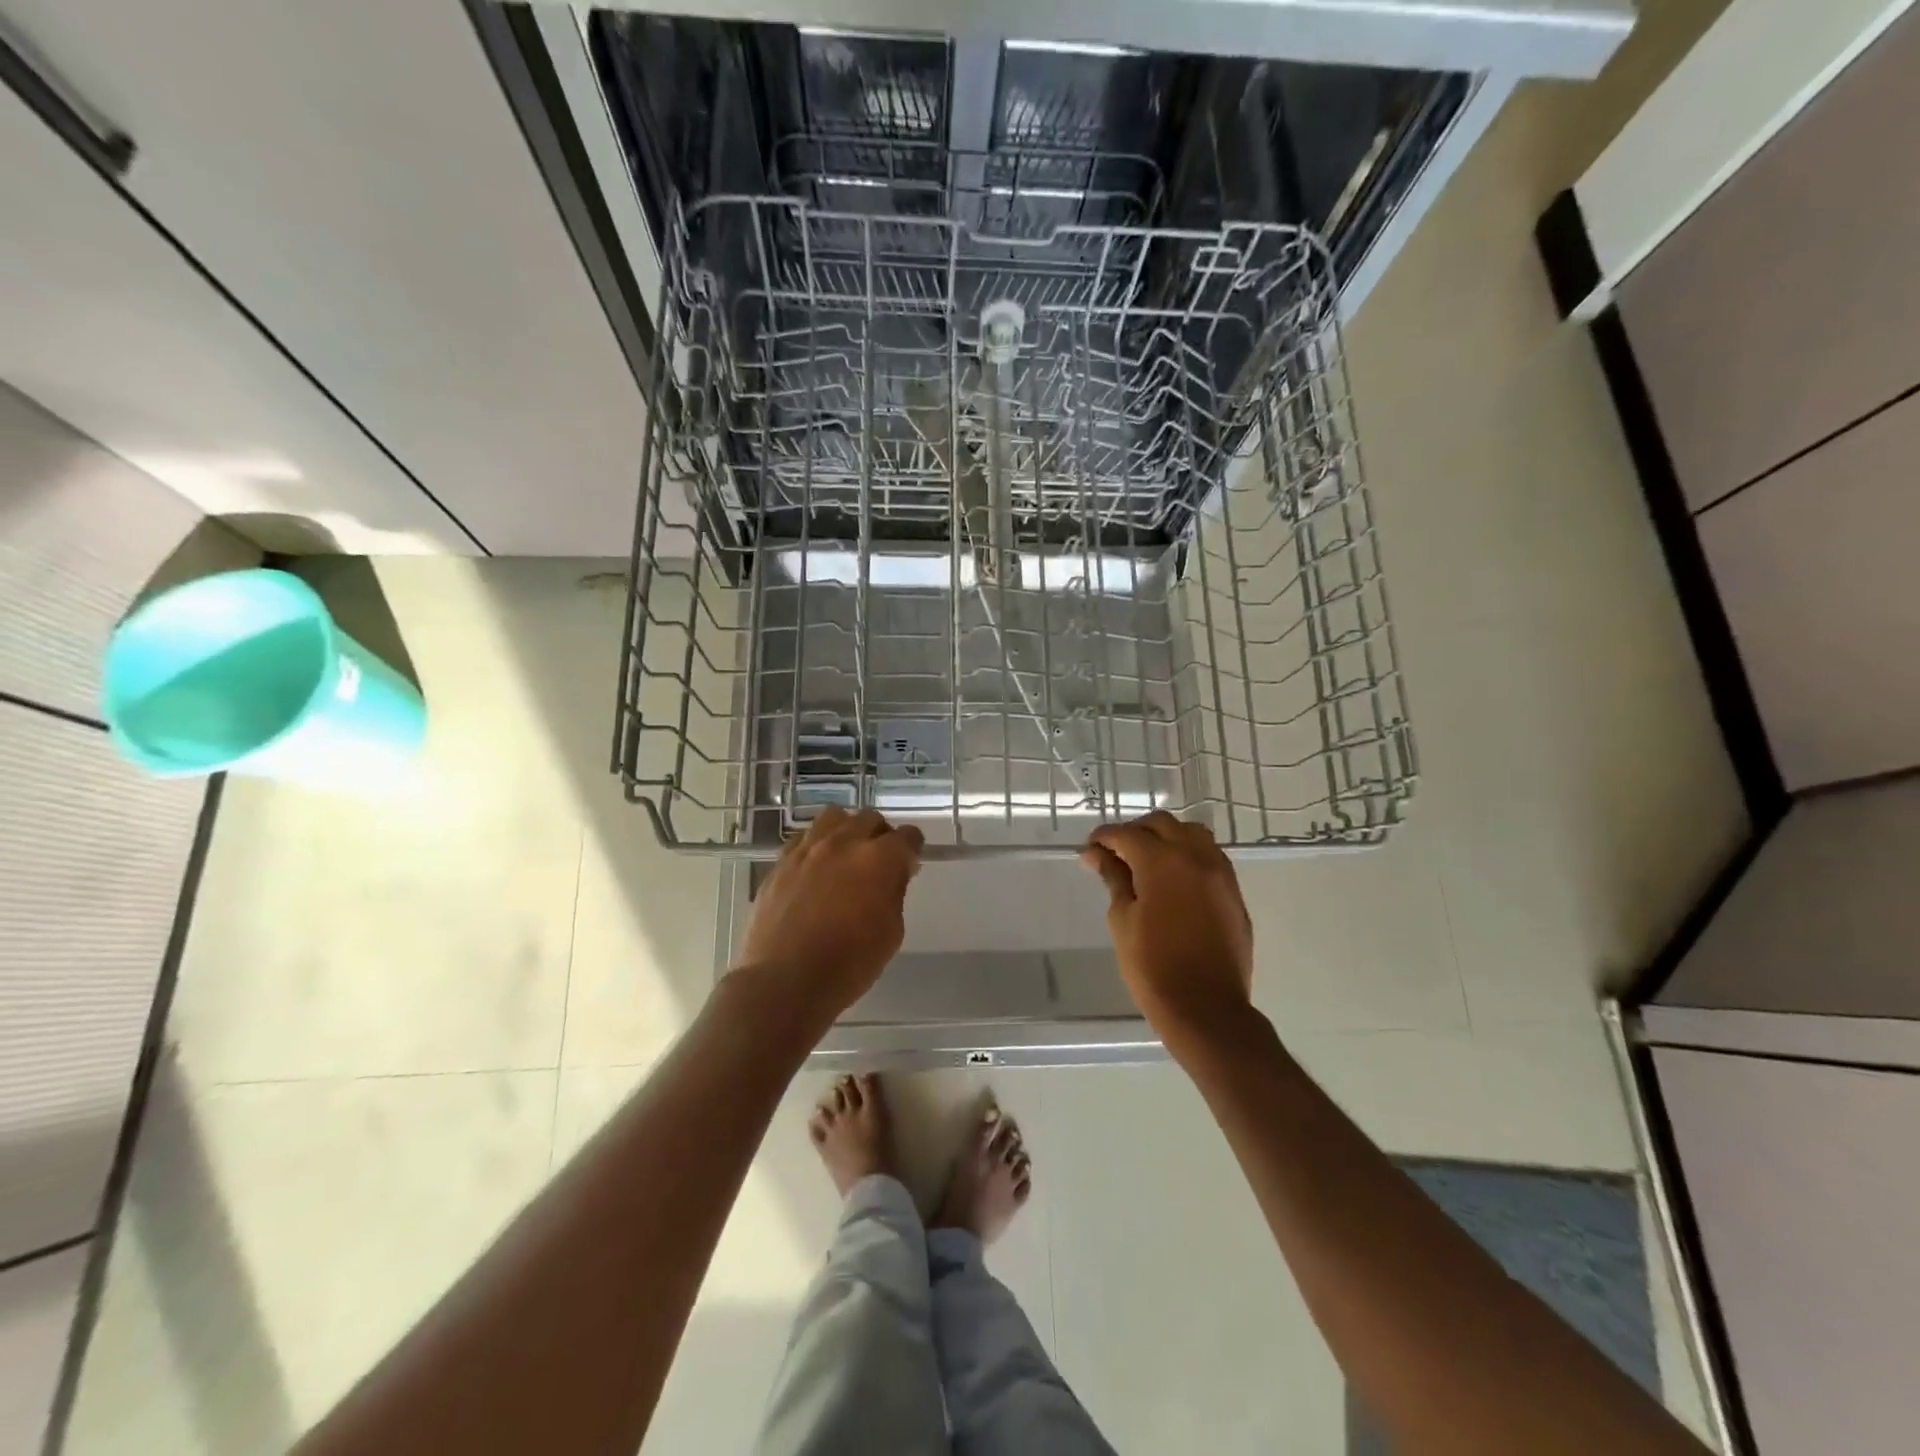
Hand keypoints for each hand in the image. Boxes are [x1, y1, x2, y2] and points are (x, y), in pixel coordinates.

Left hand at [737, 806, 923, 1020]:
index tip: (910, 865)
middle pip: (870, 818)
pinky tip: (816, 868)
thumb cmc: (849, 964)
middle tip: (880, 862)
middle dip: (881, 836)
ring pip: (834, 818)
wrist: (785, 980)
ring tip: (846, 855)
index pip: (908, 836)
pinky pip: (804, 838)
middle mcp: (844, 842)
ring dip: (847, 831)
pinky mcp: (780, 862)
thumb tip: (892, 875)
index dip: (913, 849)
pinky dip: (817, 846)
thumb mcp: (891, 932)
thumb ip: (894, 892)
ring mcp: (808, 849)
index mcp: (878, 859)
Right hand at [1081, 811, 1253, 1051]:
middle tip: (1114, 854)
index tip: (1089, 851)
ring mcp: (1220, 872)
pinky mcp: (1233, 891)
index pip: (1126, 834)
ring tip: (1147, 861)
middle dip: (1134, 832)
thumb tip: (1097, 855)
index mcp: (1162, 861)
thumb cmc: (1153, 966)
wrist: (1206, 1008)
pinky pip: (1210, 856)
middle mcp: (1195, 856)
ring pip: (1191, 833)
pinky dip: (1188, 855)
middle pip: (1161, 824)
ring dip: (1166, 837)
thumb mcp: (1122, 920)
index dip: (1103, 838)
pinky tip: (1174, 878)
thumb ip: (1114, 879)